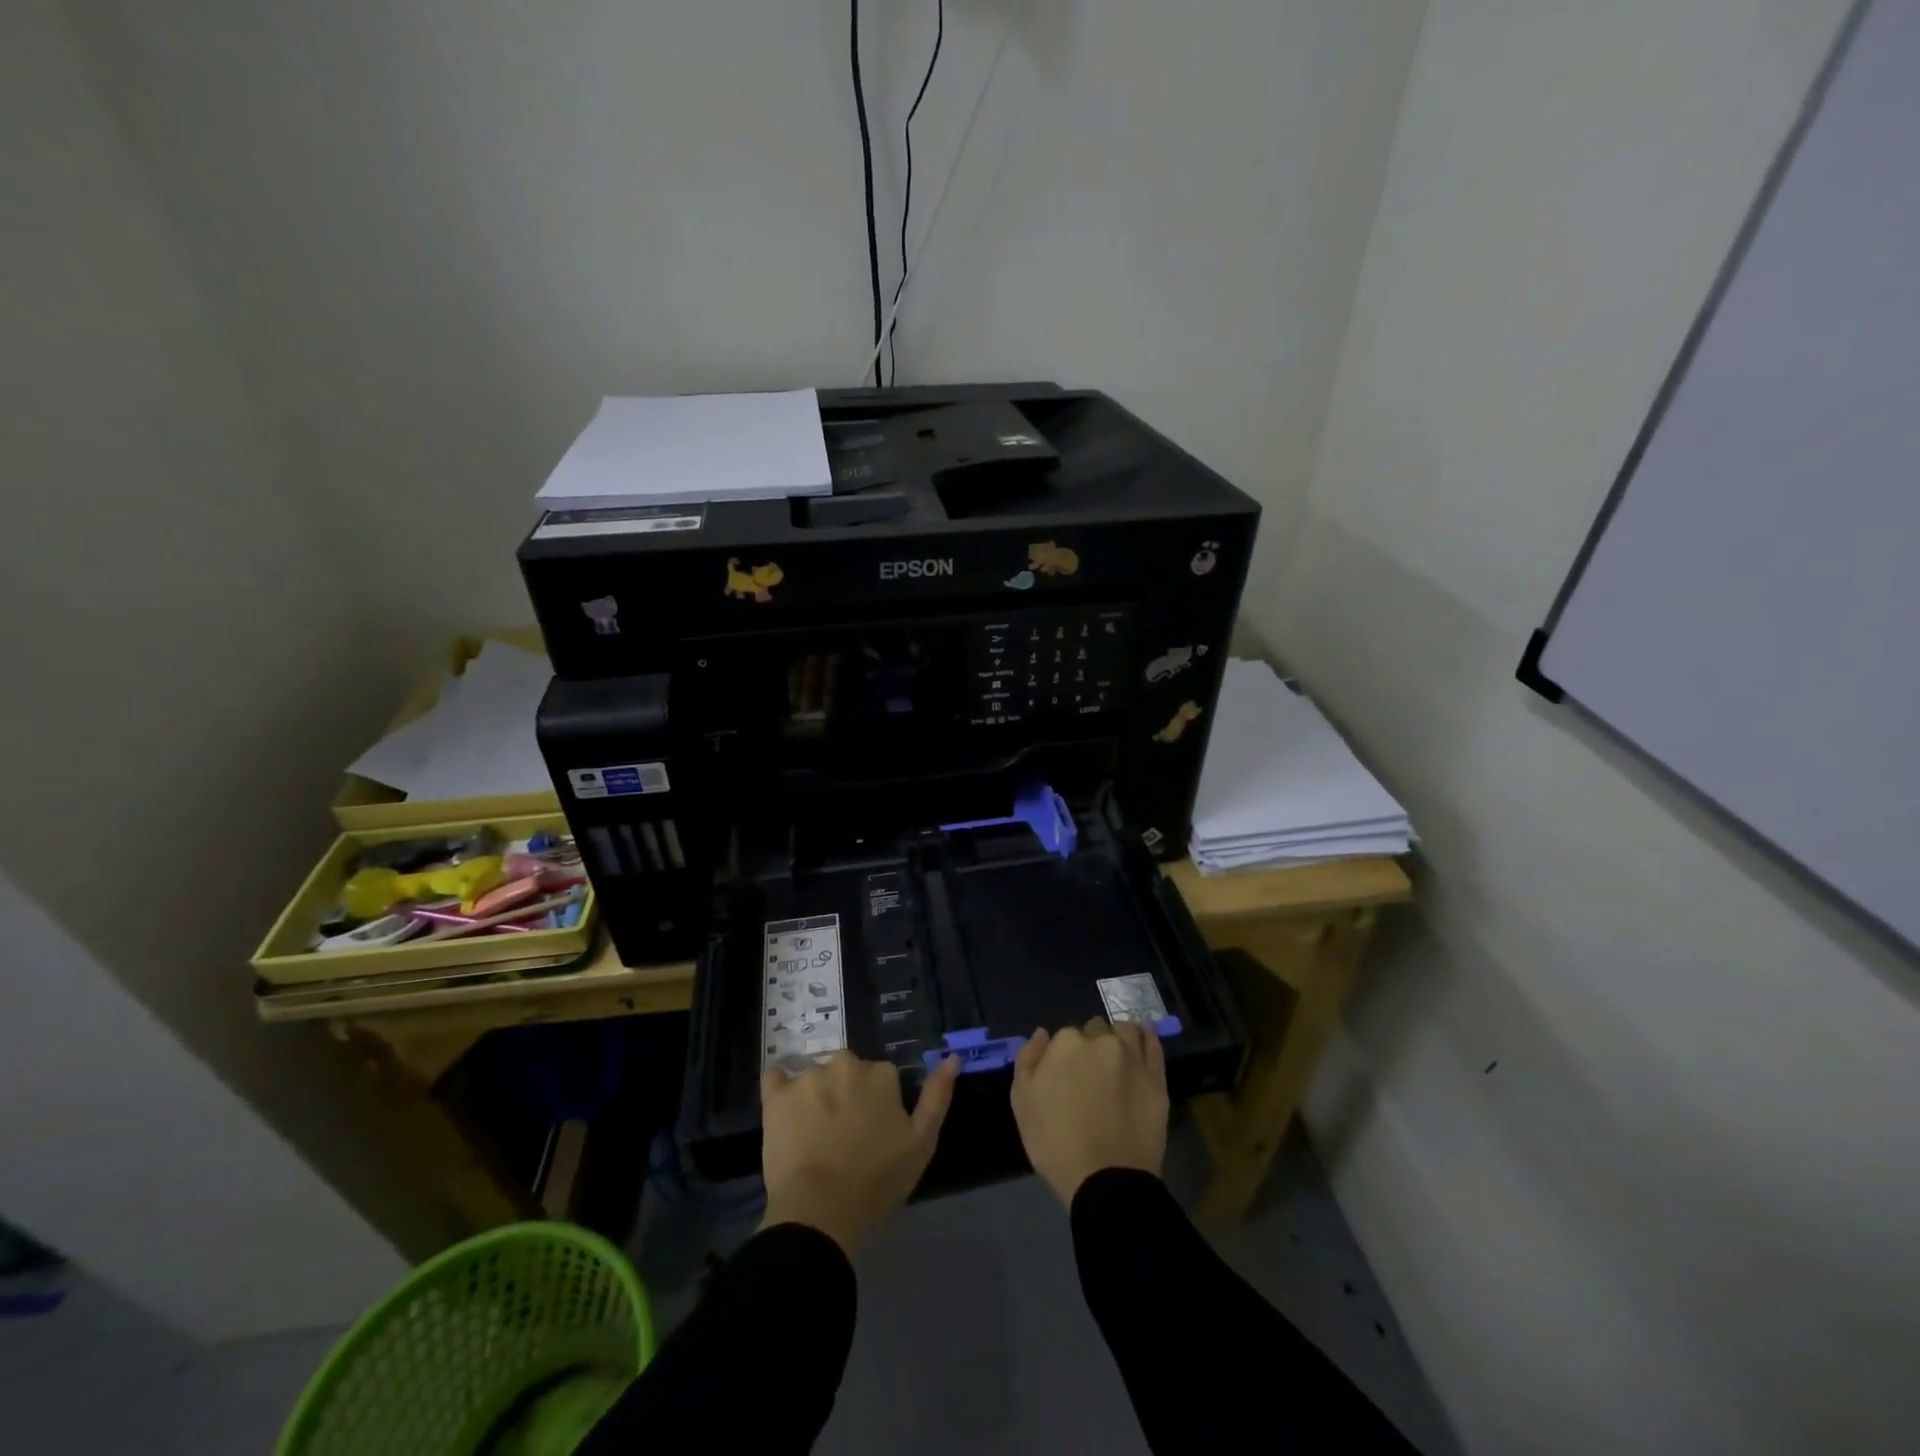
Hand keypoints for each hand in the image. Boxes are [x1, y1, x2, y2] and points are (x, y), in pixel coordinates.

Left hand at [759, 1051, 958, 1255]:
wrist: (820, 1213)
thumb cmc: (877, 1181)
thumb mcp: (922, 1142)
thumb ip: (937, 1096)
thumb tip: (952, 1058)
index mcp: (880, 1073)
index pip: (881, 1077)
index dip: (878, 1104)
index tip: (873, 1131)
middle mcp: (844, 1063)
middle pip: (847, 1071)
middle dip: (846, 1094)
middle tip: (844, 1135)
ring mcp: (807, 1077)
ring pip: (815, 1077)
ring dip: (816, 1096)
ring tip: (814, 1136)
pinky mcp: (775, 1095)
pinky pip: (775, 1078)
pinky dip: (780, 1089)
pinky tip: (784, 1112)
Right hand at [1011, 1017, 1169, 1207]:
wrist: (1104, 1181)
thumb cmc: (1054, 1142)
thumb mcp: (1021, 1101)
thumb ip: (1028, 1058)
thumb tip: (1042, 1033)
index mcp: (1067, 1043)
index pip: (1066, 1035)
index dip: (1064, 1056)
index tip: (1065, 1076)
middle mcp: (1101, 1040)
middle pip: (1095, 1030)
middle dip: (1091, 1044)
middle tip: (1089, 1074)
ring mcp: (1132, 1057)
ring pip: (1124, 1030)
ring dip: (1117, 1037)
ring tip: (1115, 1058)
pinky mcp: (1156, 1077)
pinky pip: (1153, 1044)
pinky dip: (1146, 1036)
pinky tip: (1141, 1038)